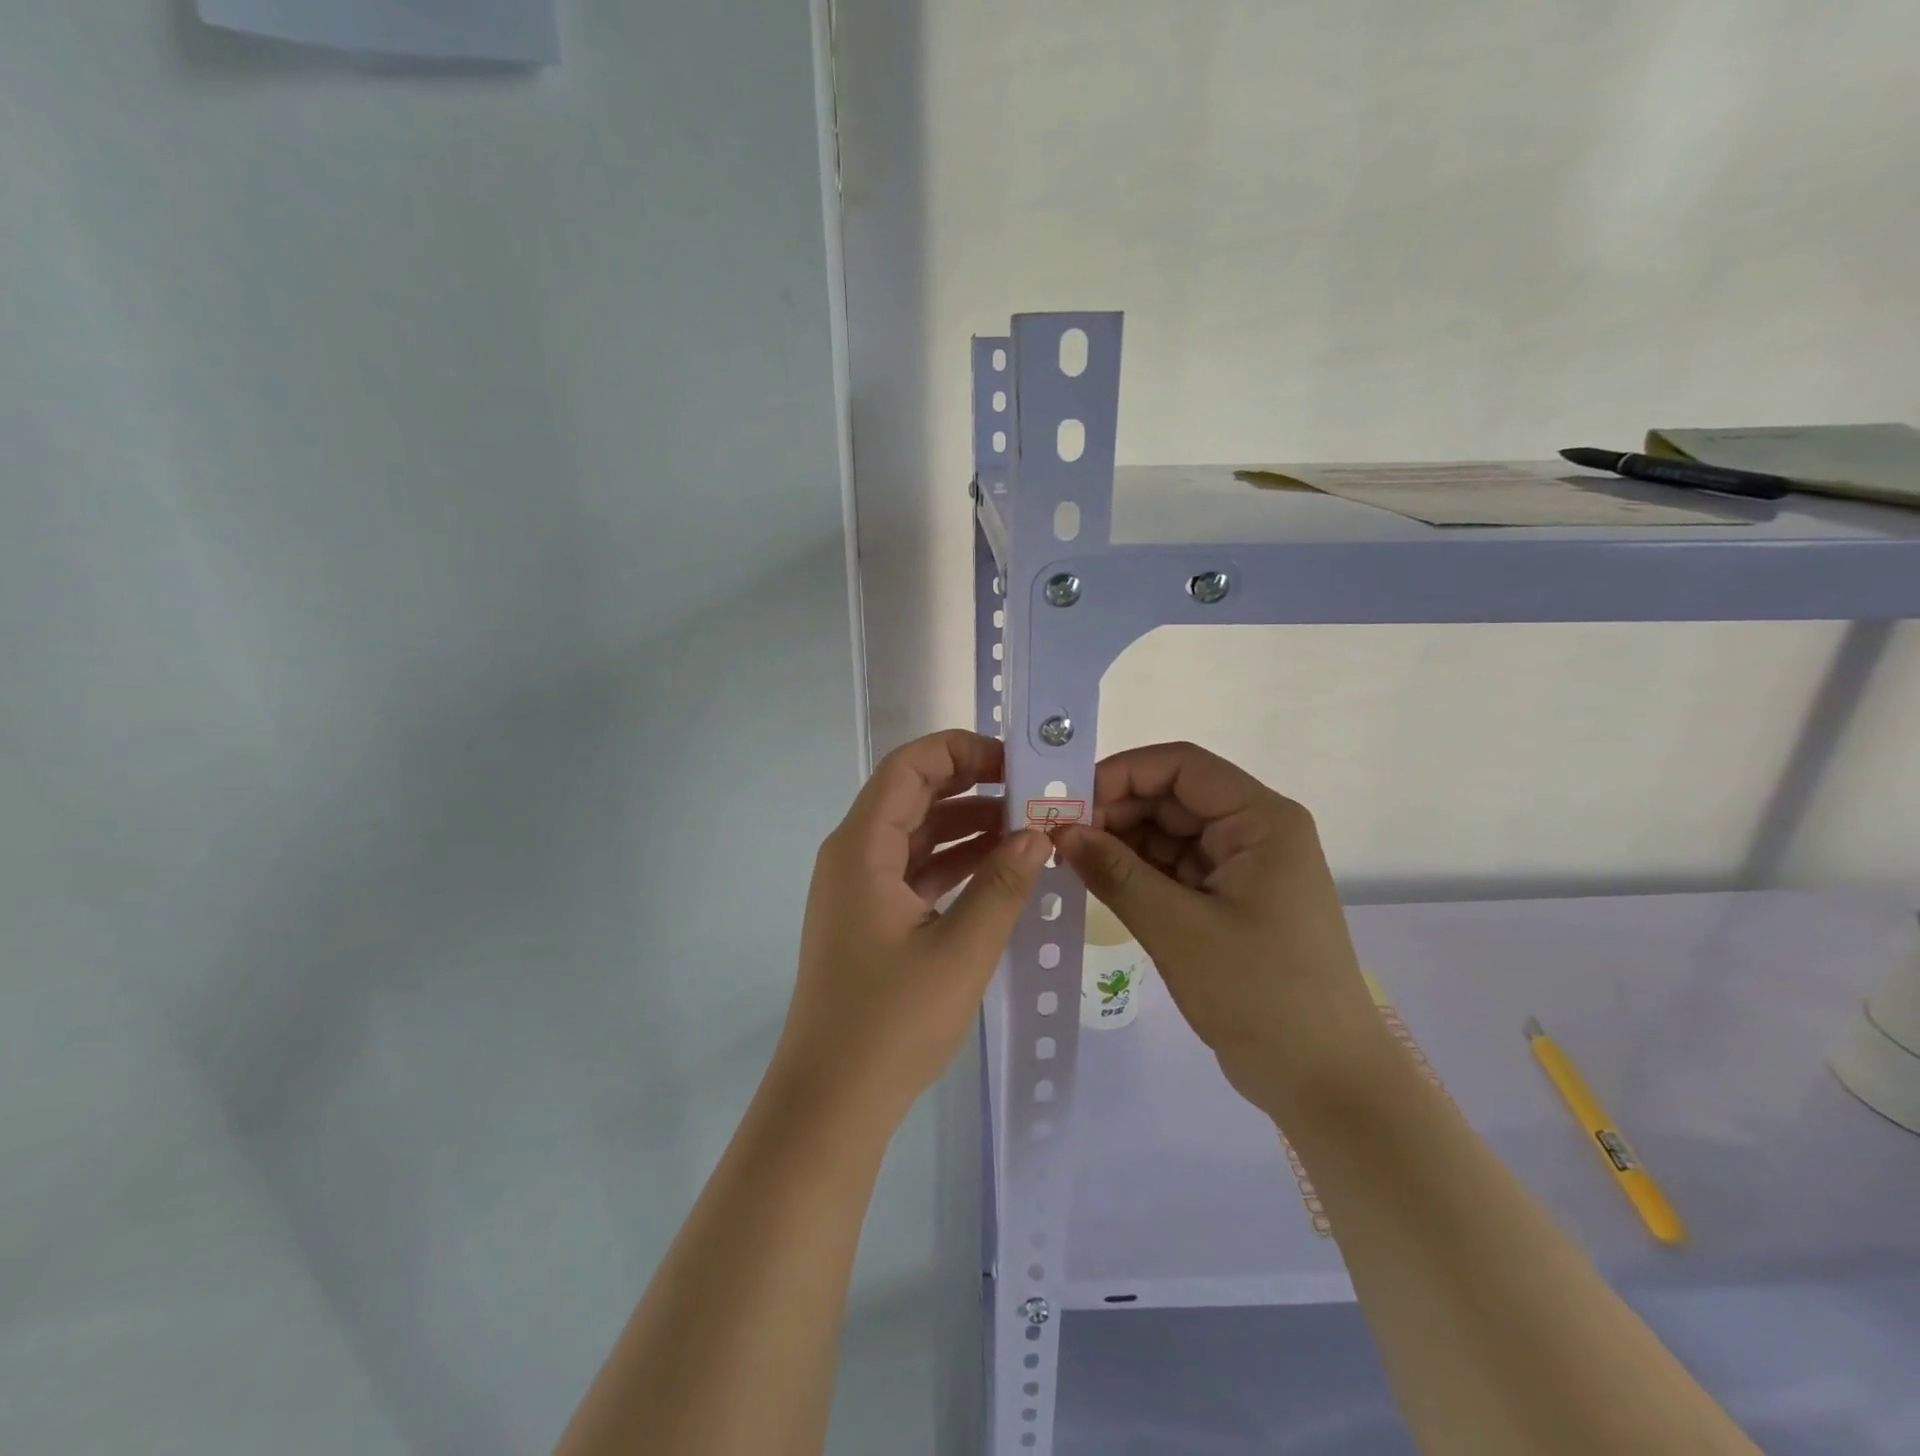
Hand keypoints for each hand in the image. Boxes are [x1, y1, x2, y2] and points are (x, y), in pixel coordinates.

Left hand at [772, 729, 1050, 1129]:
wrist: (831, 1101)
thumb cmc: (891, 1022)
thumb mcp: (961, 950)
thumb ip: (1003, 885)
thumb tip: (1039, 833)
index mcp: (862, 848)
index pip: (908, 767)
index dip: (960, 751)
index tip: (1014, 763)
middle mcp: (853, 855)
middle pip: (913, 795)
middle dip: (972, 785)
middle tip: (1031, 791)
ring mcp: (859, 888)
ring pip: (917, 833)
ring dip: (968, 826)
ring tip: (1028, 828)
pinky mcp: (871, 918)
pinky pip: (916, 870)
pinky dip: (955, 863)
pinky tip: (1000, 869)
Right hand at [1058, 742, 1391, 1123]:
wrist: (1326, 1083)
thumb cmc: (1261, 995)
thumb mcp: (1178, 929)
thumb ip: (1116, 874)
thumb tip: (1060, 832)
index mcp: (1261, 821)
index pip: (1182, 767)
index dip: (1122, 773)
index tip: (1069, 802)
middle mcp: (1255, 832)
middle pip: (1174, 799)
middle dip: (1116, 811)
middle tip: (1058, 837)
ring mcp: (1243, 869)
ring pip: (1170, 835)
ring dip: (1122, 843)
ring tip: (1069, 860)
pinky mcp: (1230, 902)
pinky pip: (1176, 870)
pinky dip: (1139, 873)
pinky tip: (1099, 882)